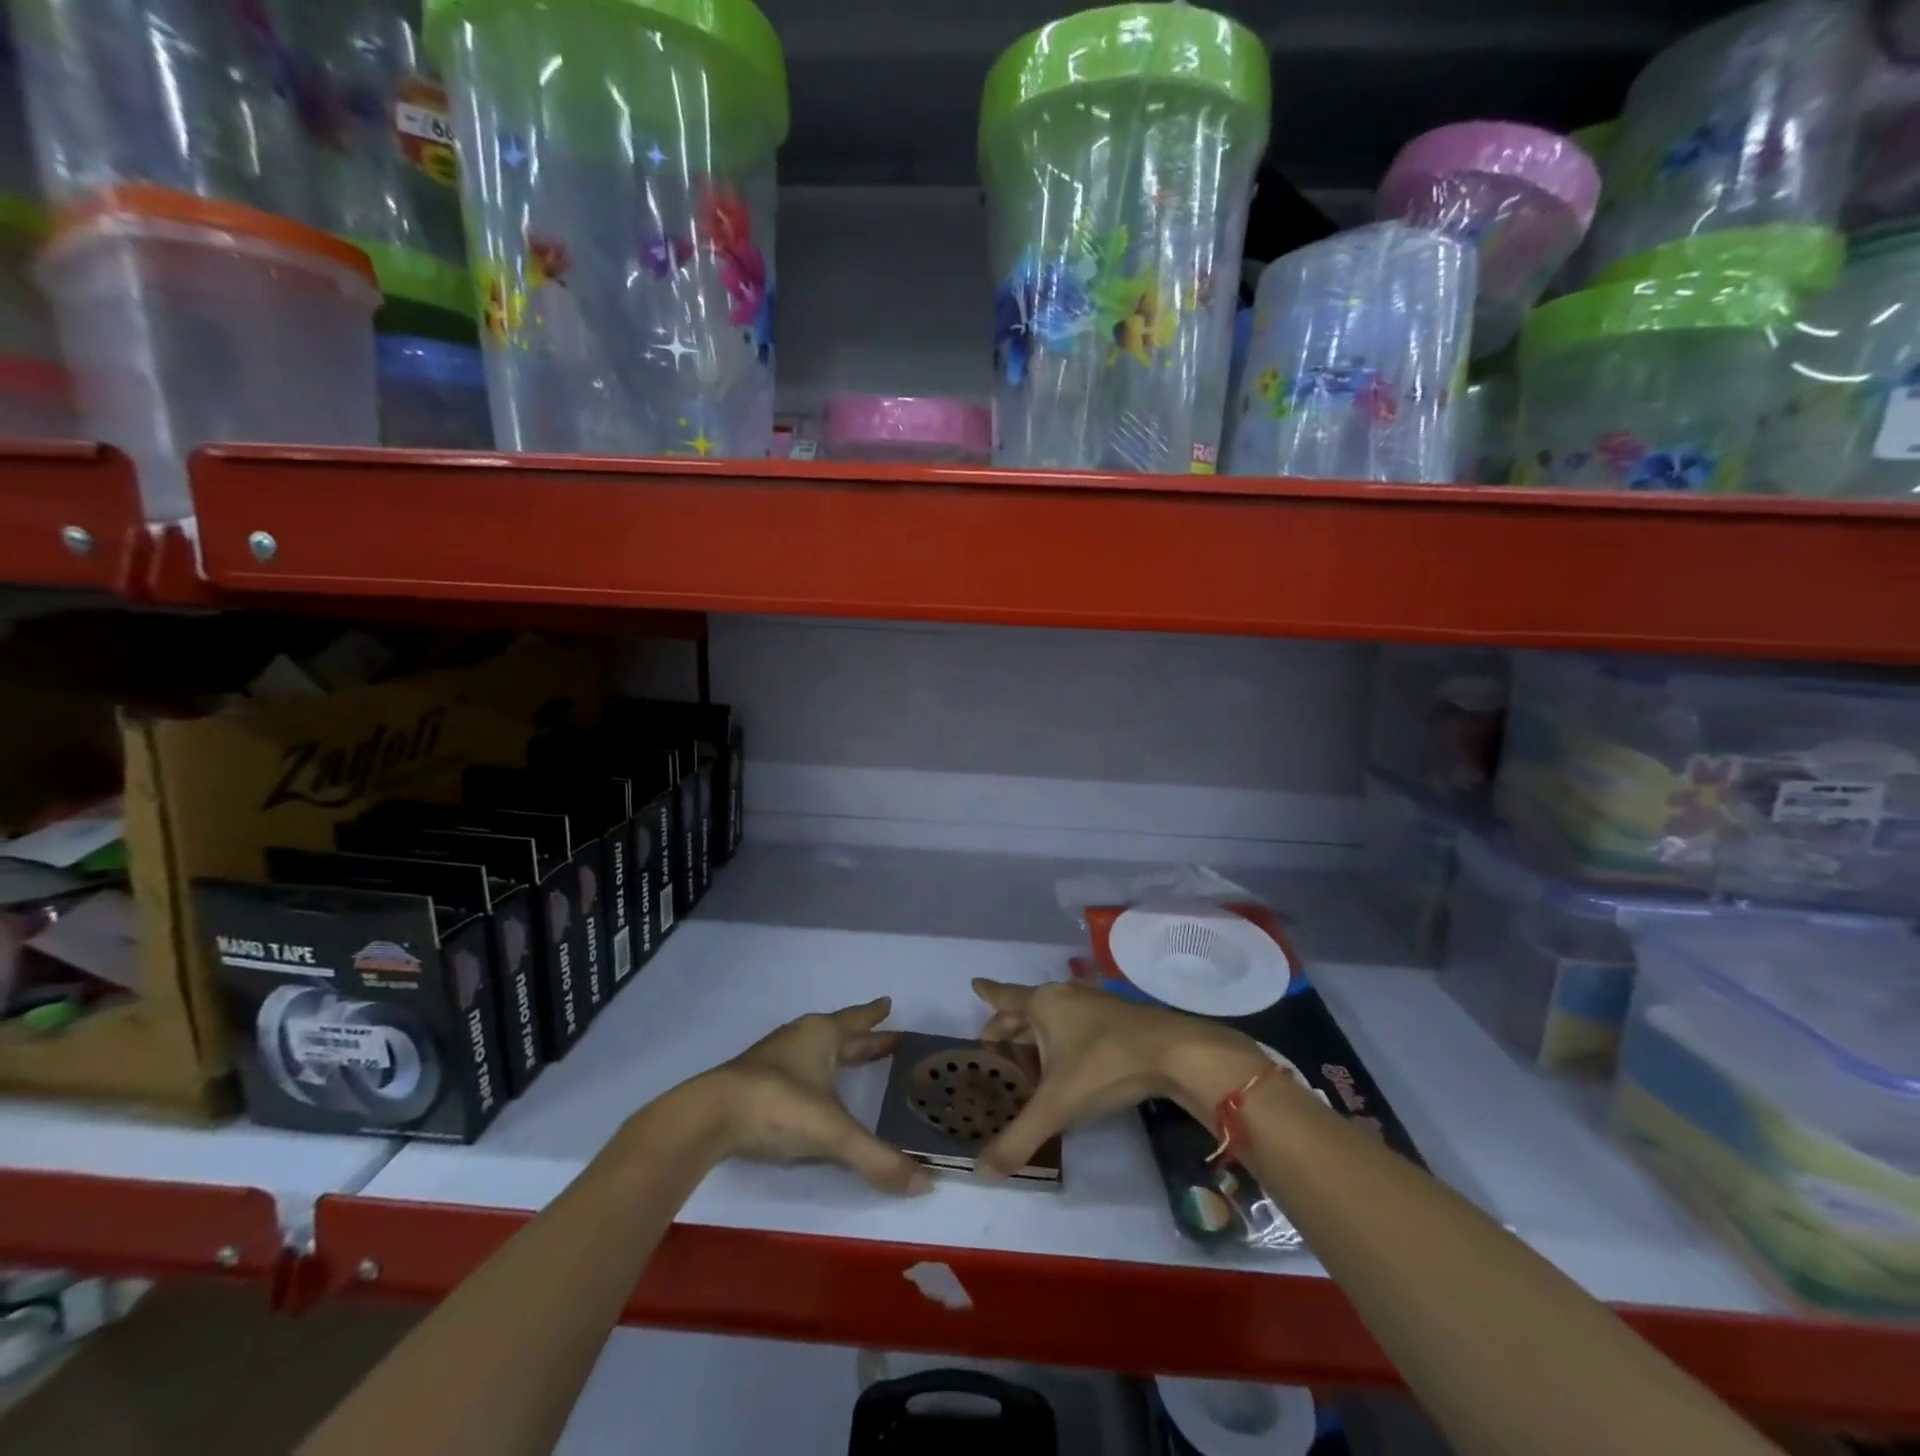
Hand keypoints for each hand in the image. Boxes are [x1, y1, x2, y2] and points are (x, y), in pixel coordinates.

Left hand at [698, 998, 929, 1195]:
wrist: (709, 1116)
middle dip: (864, 1039)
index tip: (888, 1002)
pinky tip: (814, 1090)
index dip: (874, 1015)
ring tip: (853, 1061)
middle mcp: (799, 1039)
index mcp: (822, 1035)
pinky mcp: (754, 1082)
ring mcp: (773, 1059)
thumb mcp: (833, 1132)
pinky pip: (796, 1069)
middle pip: (839, 1034)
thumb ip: (877, 1158)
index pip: (856, 1020)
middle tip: (888, 1039)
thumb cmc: (779, 1106)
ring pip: (815, 1050)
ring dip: (837, 1054)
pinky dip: (814, 1073)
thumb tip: (925, 1183)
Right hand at [971, 978, 1268, 1178]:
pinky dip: (1061, 1037)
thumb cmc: (1105, 1066)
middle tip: (990, 1040)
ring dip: (1036, 1032)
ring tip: (1025, 1054)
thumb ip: (1019, 1138)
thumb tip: (980, 1172)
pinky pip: (1075, 1022)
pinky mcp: (1117, 1018)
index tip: (974, 983)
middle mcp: (1065, 997)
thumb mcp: (1057, 1106)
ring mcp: (1094, 1004)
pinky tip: (1067, 1059)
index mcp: (1043, 1005)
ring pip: (1054, 1015)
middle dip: (1007, 1023)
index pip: (1005, 997)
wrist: (1173, 1053)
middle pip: (1027, 1007)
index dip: (987, 993)